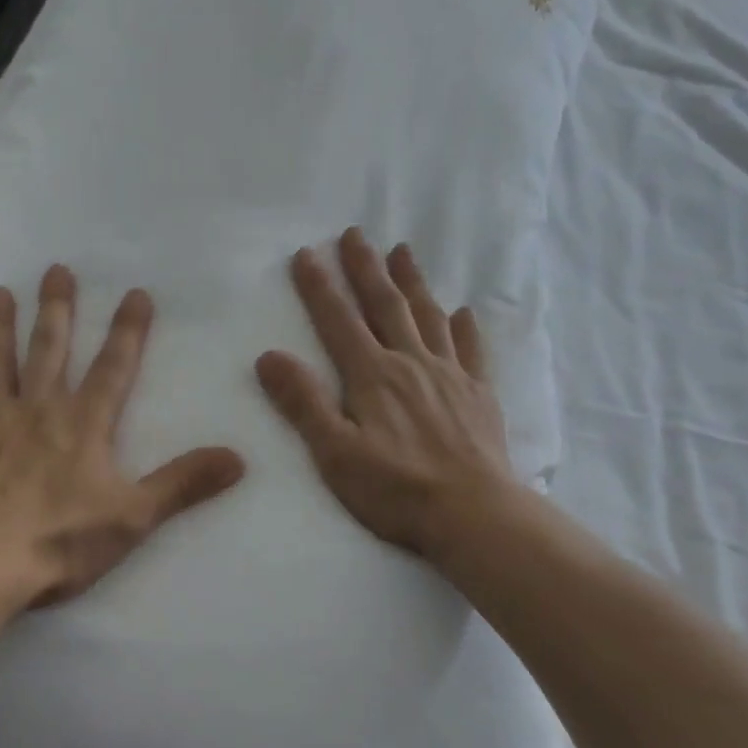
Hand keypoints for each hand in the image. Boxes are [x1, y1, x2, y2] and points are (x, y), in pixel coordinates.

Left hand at [0, 265, 245, 609]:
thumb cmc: (60, 540)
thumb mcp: (134, 516)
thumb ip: (184, 483)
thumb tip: (239, 458)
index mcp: (83, 426)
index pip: (113, 368)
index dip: (128, 331)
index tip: (135, 292)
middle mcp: (37, 412)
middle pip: (50, 350)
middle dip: (57, 310)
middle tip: (57, 270)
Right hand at [255, 229, 518, 558]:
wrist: (474, 514)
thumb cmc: (396, 489)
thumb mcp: (335, 453)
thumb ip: (303, 402)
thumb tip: (269, 357)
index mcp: (372, 375)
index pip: (338, 320)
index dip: (319, 286)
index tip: (306, 253)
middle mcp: (410, 362)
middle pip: (385, 305)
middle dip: (366, 268)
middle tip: (355, 233)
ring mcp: (449, 375)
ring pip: (428, 316)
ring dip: (413, 282)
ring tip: (403, 250)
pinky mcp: (479, 394)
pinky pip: (472, 350)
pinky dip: (465, 327)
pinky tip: (463, 312)